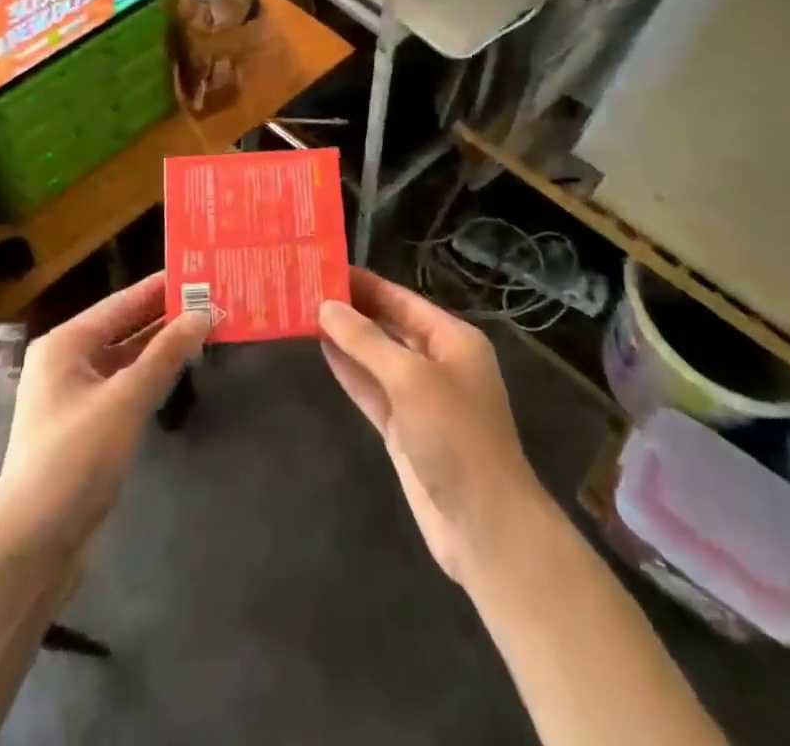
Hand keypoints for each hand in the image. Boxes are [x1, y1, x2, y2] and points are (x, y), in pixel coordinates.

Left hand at [0, 274, 208, 553]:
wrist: (32, 547)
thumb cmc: (74, 460)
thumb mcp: (125, 401)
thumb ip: (166, 354)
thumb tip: (204, 312)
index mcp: (65, 344)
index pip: (122, 302)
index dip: (161, 287)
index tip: (201, 270)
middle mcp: (67, 361)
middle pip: (124, 326)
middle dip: (166, 315)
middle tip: (213, 297)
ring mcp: (76, 394)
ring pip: (127, 356)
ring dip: (163, 345)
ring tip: (207, 326)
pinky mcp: (88, 424)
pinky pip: (126, 384)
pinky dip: (153, 373)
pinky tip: (183, 367)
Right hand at [319, 269, 546, 584]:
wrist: (483, 524)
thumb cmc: (455, 435)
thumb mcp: (410, 379)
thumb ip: (367, 341)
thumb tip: (327, 307)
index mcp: (453, 339)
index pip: (402, 300)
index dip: (366, 284)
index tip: (328, 266)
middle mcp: (438, 361)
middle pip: (390, 326)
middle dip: (353, 309)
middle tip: (308, 287)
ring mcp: (420, 397)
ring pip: (377, 358)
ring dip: (347, 339)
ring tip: (306, 312)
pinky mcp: (404, 429)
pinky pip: (373, 390)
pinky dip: (350, 372)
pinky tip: (323, 351)